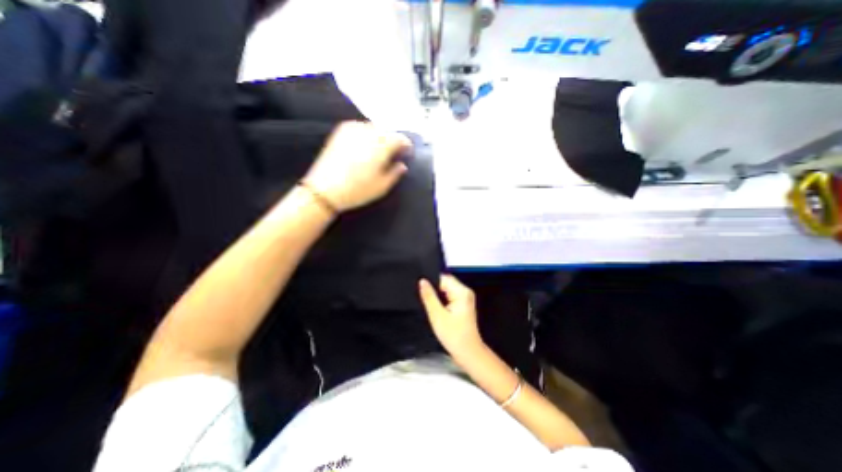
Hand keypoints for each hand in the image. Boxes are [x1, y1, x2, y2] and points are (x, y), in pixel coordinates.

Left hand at [305, 122, 413, 211]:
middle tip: (394, 153)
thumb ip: (395, 173)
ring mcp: (353, 130)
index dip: (406, 145)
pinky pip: (360, 127)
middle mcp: (368, 134)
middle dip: (393, 140)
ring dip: (381, 136)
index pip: (400, 138)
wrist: (325, 190)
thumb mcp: (382, 187)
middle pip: (387, 131)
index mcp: (381, 147)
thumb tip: (402, 165)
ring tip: (380, 149)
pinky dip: (367, 133)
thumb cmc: (357, 191)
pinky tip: (365, 144)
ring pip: (374, 128)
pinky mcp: (341, 132)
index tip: (407, 153)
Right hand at [417, 274, 483, 359]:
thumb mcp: (437, 315)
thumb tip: (422, 281)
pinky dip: (442, 301)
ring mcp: (465, 298)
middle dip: (434, 290)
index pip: (443, 278)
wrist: (468, 352)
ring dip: (437, 296)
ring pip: (446, 289)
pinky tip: (438, 310)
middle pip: (445, 282)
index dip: (431, 282)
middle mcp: (465, 292)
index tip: (421, 290)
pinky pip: (449, 296)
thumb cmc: (454, 335)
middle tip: (426, 301)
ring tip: (432, 307)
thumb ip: (429, 296)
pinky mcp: (463, 304)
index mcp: (462, 292)